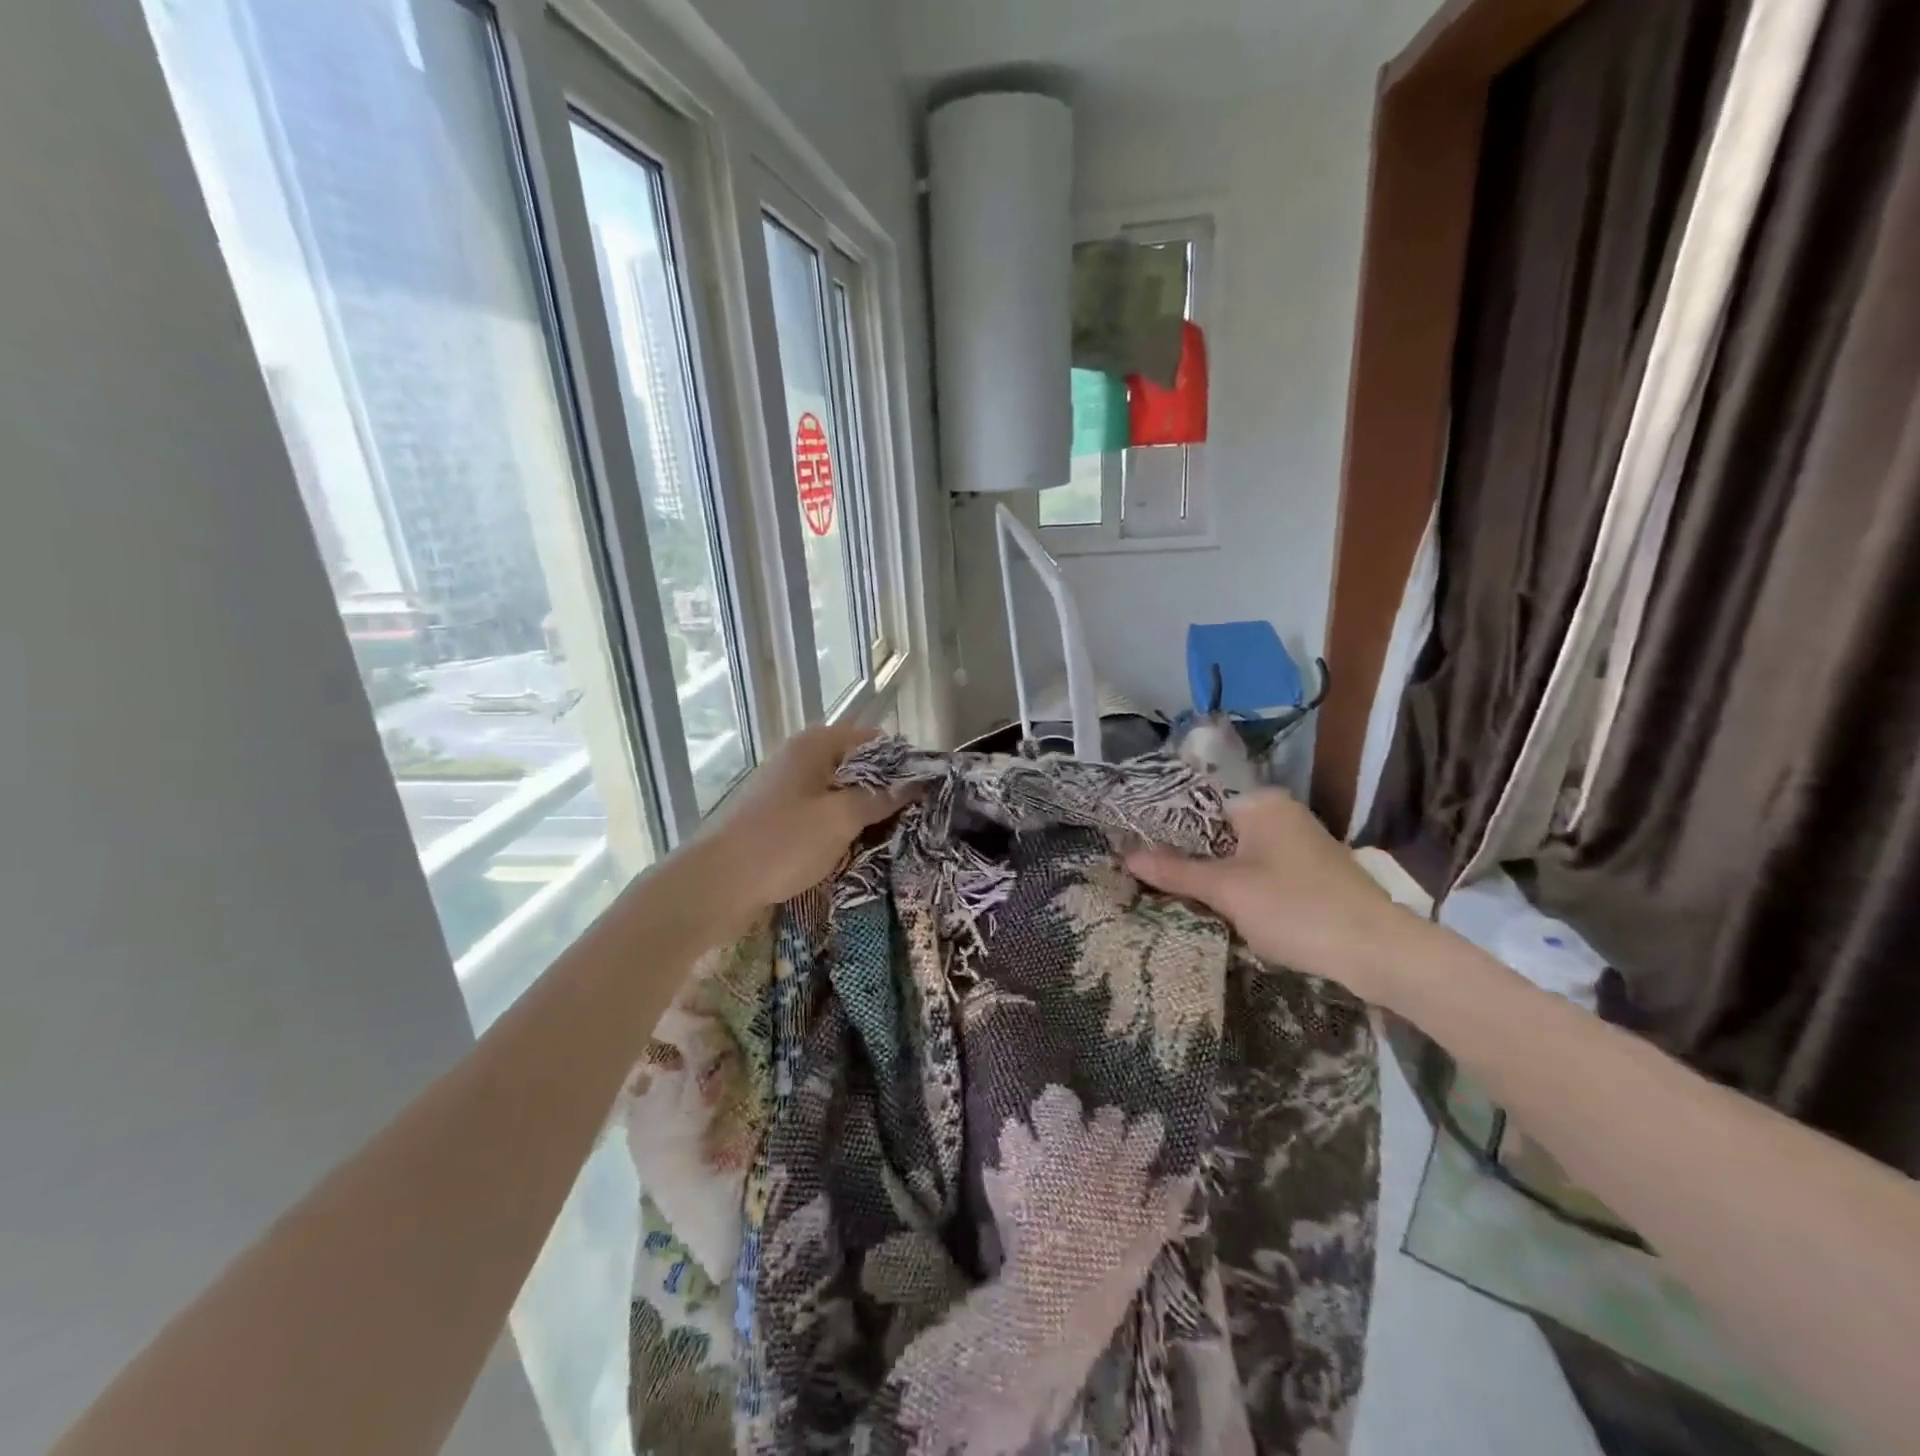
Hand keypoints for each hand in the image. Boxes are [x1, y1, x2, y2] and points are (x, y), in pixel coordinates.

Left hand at [694, 723, 909, 914]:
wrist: (720, 882)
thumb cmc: (784, 841)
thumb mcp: (841, 818)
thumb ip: (880, 798)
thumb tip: (915, 783)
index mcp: (816, 744)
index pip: (874, 740)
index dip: (901, 762)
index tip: (924, 791)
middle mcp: (801, 756)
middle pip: (857, 764)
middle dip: (885, 789)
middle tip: (913, 818)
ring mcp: (788, 785)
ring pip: (840, 790)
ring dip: (863, 810)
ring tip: (891, 835)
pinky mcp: (780, 813)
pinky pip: (822, 810)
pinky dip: (841, 824)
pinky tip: (856, 846)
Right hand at [1126, 789, 1406, 1003]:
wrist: (1378, 952)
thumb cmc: (1295, 908)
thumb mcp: (1226, 891)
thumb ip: (1175, 872)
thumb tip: (1126, 856)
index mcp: (1261, 803)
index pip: (1196, 805)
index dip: (1162, 828)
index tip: (1131, 848)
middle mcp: (1280, 813)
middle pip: (1215, 831)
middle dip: (1184, 856)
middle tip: (1146, 877)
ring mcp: (1298, 843)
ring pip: (1236, 854)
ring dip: (1210, 875)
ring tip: (1171, 893)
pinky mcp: (1310, 872)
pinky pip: (1258, 870)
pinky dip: (1237, 886)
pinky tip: (1217, 907)